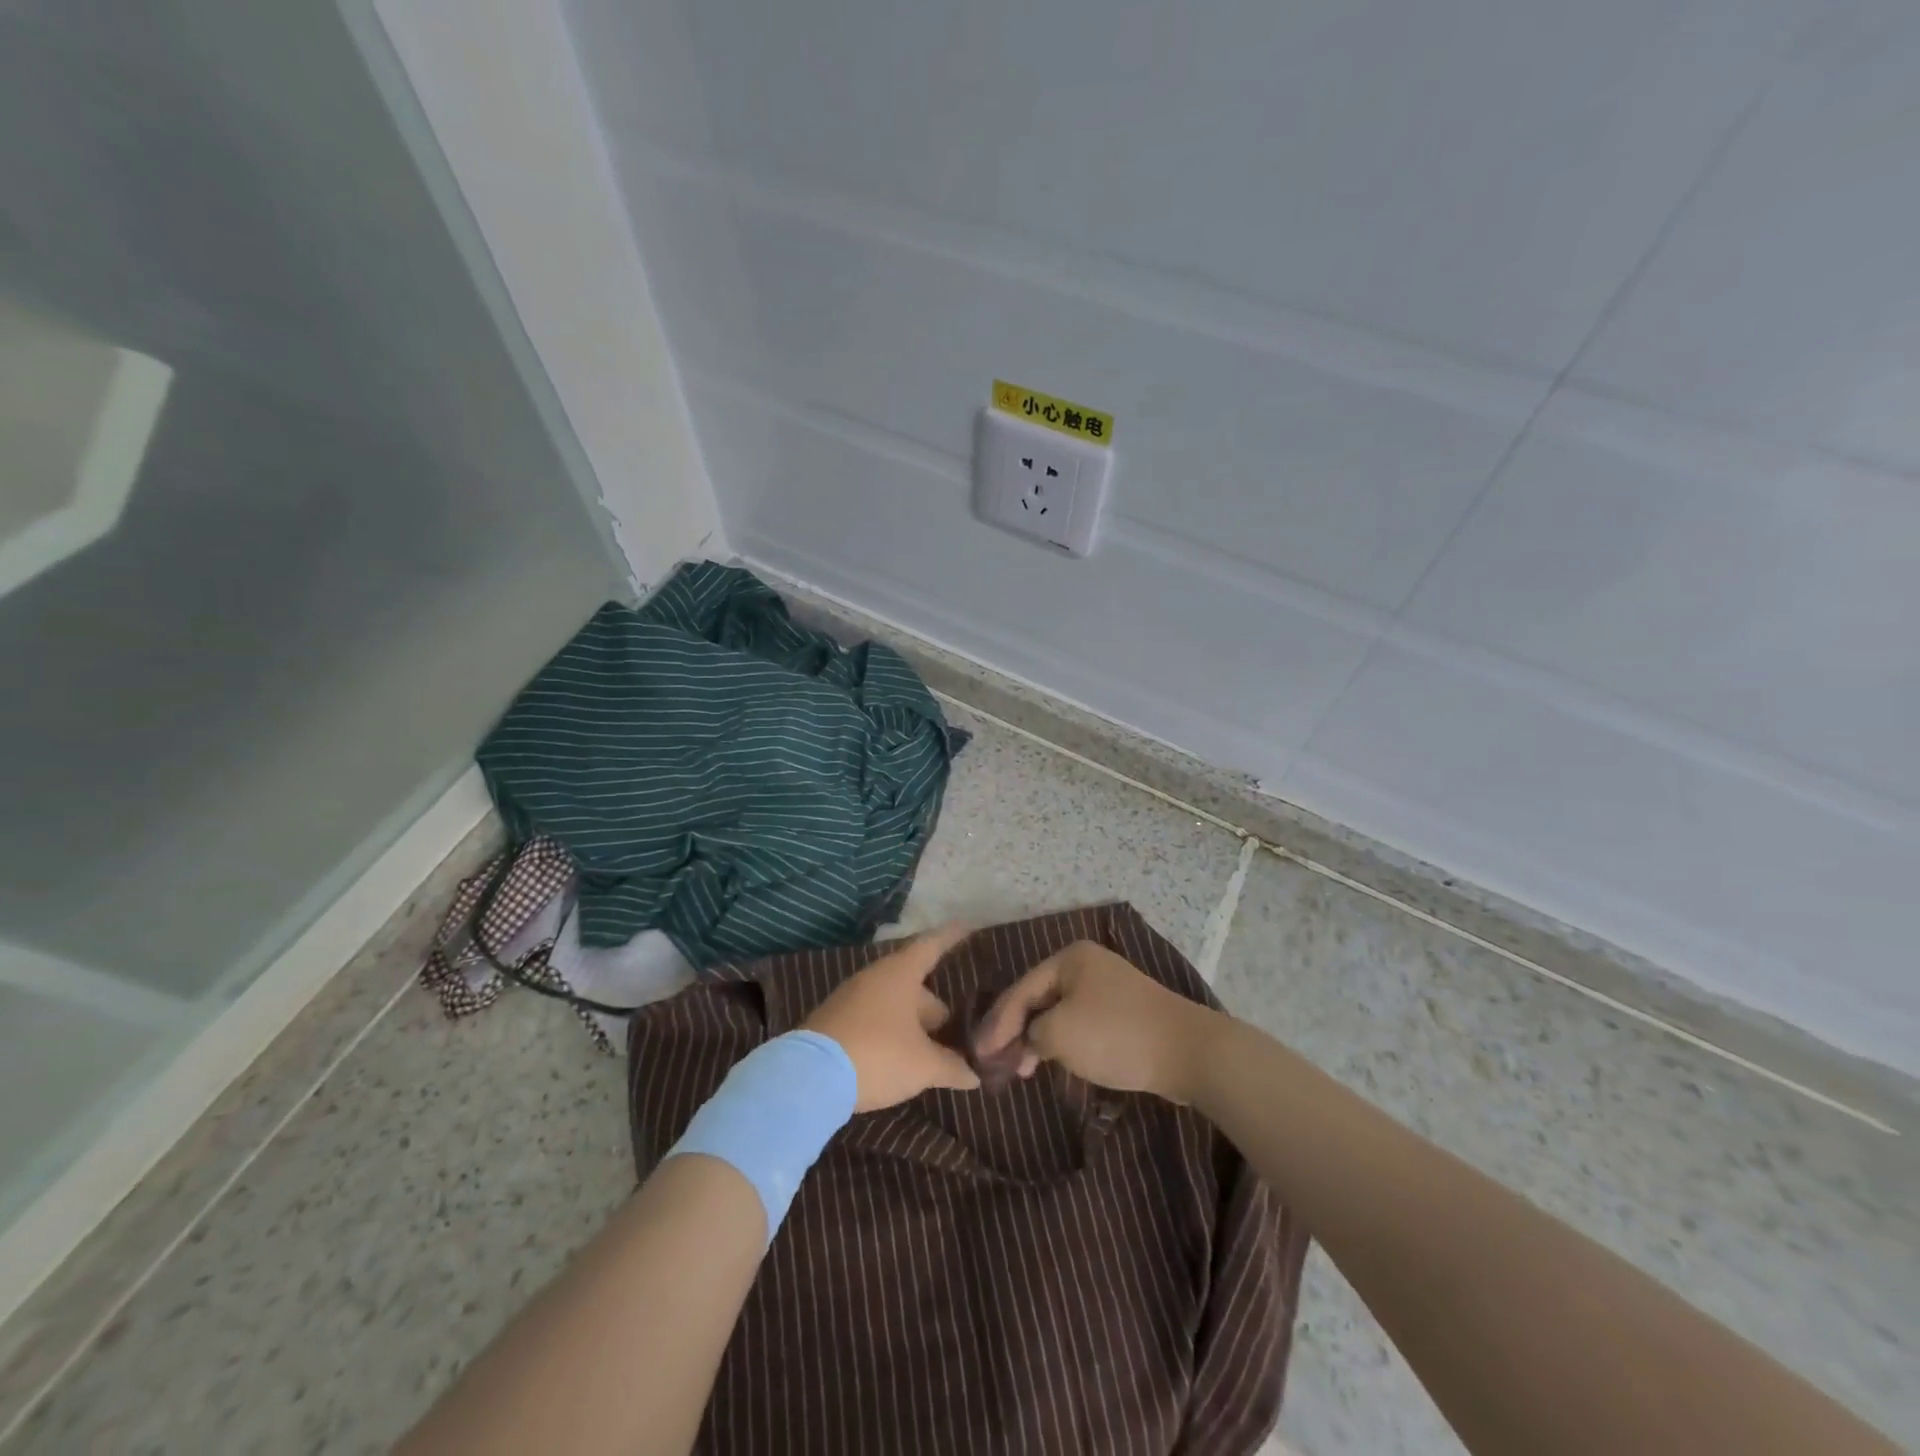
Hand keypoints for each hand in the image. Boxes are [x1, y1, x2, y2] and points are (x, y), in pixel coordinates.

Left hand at [801, 924, 980, 1110]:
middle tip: (954, 1028)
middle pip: (914, 982)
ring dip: (911, 1023)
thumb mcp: (923, 1066)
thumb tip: (974, 1075)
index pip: (932, 945)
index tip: (968, 925)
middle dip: (934, 1006)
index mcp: (900, 973)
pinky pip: (873, 1019)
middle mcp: (875, 977)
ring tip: (930, 1049)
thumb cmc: (878, 1055)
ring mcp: (850, 998)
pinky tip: (898, 1059)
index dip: (951, 936)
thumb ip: (952, 1067)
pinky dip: (890, 1033)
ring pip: (892, 1003)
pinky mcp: (834, 1021)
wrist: (808, 1078)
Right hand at [973, 940, 1219, 1102]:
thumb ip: (1031, 1034)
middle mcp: (1087, 965)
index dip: (997, 1023)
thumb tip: (1029, 1041)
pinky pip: (1081, 1023)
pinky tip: (1054, 1062)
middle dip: (1017, 1030)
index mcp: (1069, 958)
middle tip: (998, 1062)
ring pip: (1060, 1012)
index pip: (1021, 989)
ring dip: (1039, 1039)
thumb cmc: (1115, 1035)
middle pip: (1039, 998)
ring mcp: (1108, 987)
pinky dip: (1064, 1042)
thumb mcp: (1059, 1034)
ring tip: (1022, 1069)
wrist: (1187, 1051)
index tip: (979, 1052)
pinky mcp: (1124, 1013)